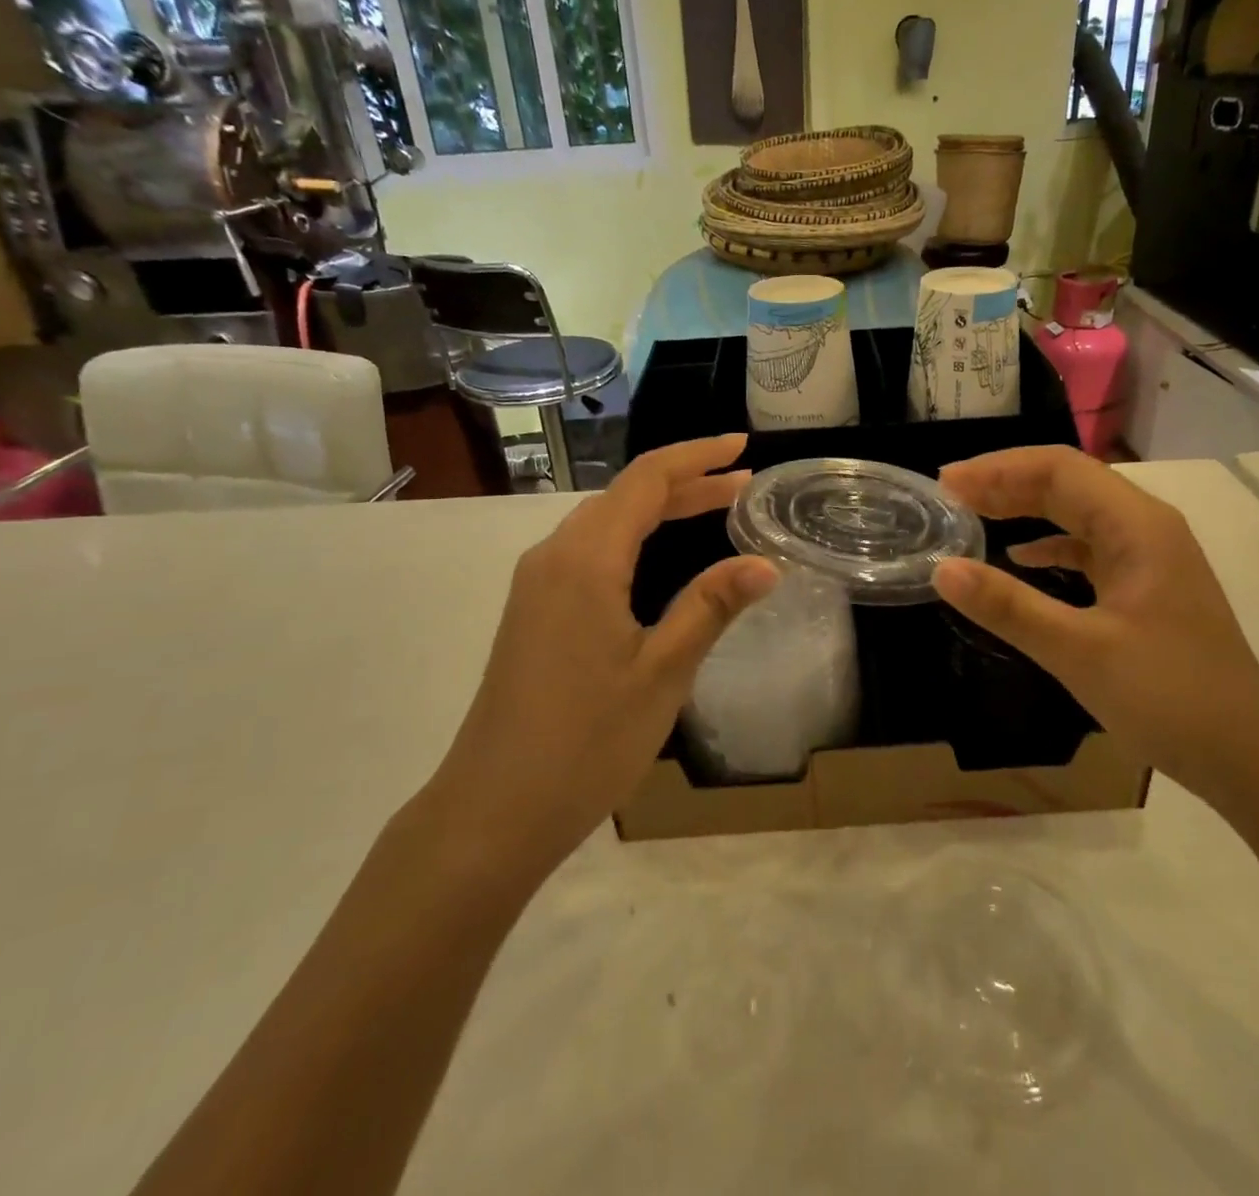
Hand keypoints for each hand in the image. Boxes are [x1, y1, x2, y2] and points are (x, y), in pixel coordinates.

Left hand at [424, 435, 777, 877]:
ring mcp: (537, 583)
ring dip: (659, 509)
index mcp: (586, 559)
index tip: (743, 447)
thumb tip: (766, 563)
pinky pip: (589, 550)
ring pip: (605, 522)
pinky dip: (633, 537)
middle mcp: (554, 556)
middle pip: (626, 495)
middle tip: (743, 485)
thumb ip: (711, 607)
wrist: (492, 810)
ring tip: (714, 510)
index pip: (647, 480)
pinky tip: (657, 557)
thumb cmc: (585, 742)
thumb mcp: (662, 673)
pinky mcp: (533, 610)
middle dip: (686, 482)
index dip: (697, 457)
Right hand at [934, 446, 1258, 798]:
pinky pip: (1088, 546)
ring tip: (973, 514)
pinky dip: (1049, 544)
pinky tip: (1020, 556)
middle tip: (949, 496)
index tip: (947, 483)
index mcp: (1137, 525)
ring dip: (1025, 508)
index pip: (1059, 469)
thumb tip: (941, 569)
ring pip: (1077, 512)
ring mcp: (1149, 555)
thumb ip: (1008, 607)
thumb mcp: (1079, 652)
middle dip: (1006, 483)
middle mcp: (1145, 526)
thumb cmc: (1169, 698)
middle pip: (1068, 482)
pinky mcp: (1145, 584)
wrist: (1247, 756)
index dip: (998, 469)